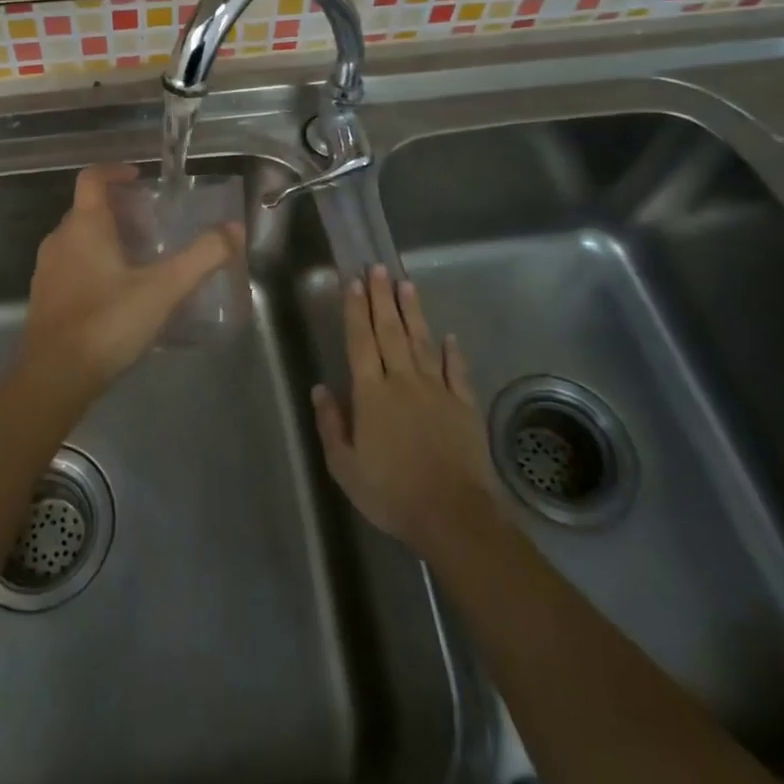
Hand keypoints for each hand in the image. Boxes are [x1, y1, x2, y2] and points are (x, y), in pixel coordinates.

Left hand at [16, 165, 238, 406]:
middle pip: (88, 210)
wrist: (54, 378)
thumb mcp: (164, 289)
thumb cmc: (107, 322)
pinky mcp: (44, 299)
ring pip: (79, 240)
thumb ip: (202, 257)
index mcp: (84, 226)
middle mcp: (59, 240)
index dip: (115, 171)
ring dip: (107, 240)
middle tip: (153, 228)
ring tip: (141, 261)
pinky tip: (118, 295)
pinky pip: (71, 267)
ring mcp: (47, 270)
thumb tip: (234, 229)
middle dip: (120, 212)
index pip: (92, 178)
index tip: (139, 177)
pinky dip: (94, 266)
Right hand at [312, 266, 505, 558]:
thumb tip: (319, 388)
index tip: (354, 282)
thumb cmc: (391, 493)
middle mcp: (403, 381)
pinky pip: (456, 371)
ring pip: (422, 342)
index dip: (356, 310)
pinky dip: (452, 352)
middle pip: (391, 331)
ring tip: (407, 284)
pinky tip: (449, 336)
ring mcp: (437, 390)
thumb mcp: (345, 467)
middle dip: (383, 297)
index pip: (361, 341)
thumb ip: (331, 424)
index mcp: (371, 393)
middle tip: (379, 267)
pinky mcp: (464, 405)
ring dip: (413, 311)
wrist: (453, 515)